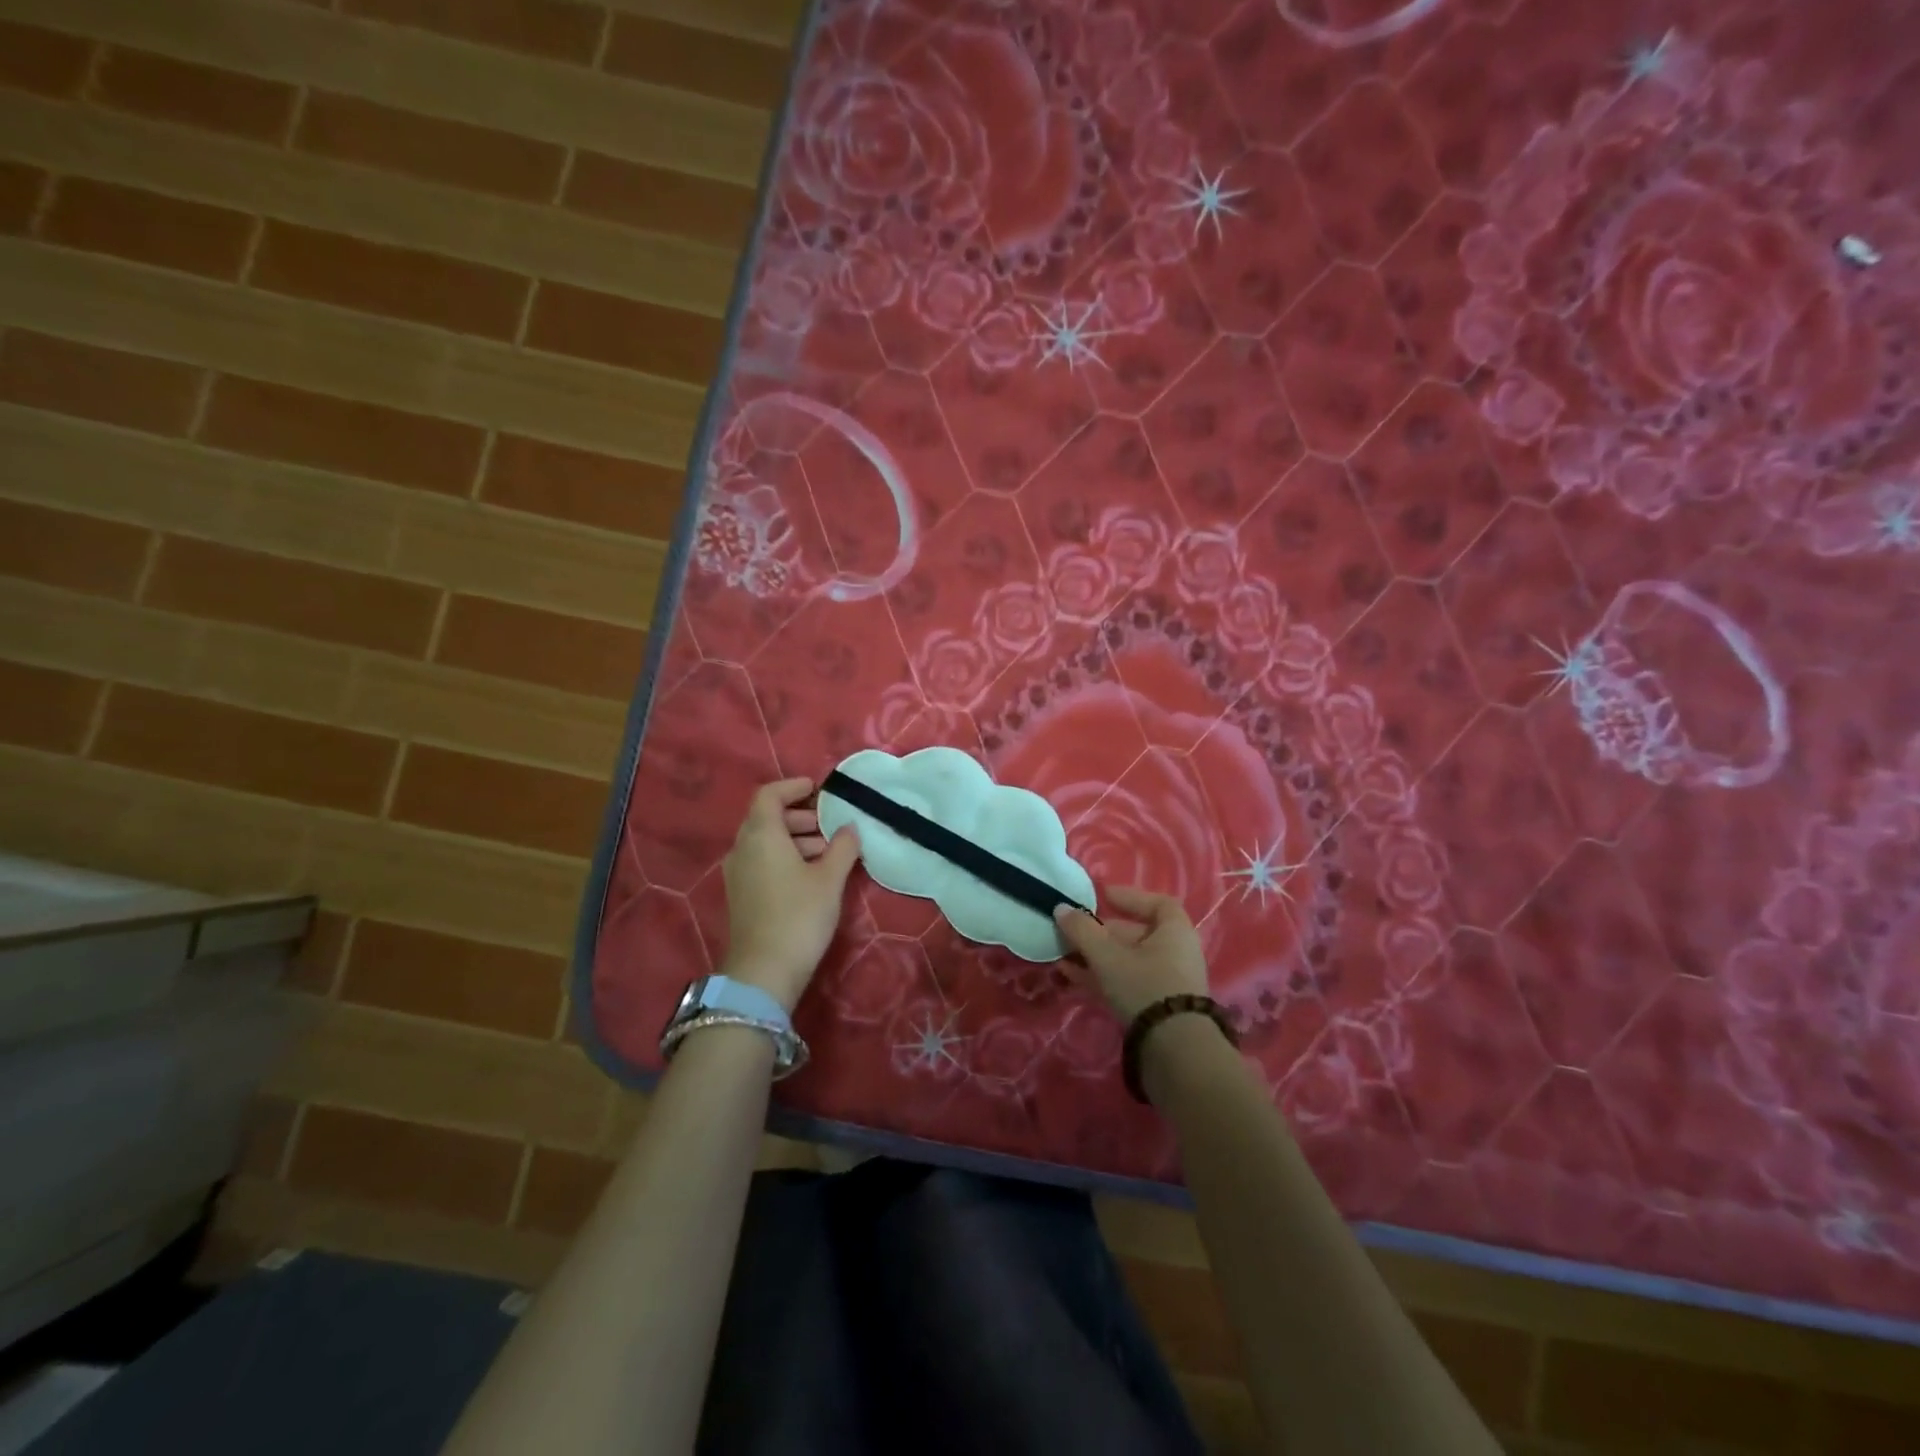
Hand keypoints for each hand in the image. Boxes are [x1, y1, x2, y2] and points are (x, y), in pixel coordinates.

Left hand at [720, 778, 860, 1012]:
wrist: (764, 973)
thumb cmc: (799, 916)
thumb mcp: (830, 879)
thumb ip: (843, 847)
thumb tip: (850, 827)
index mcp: (760, 835)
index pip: (769, 795)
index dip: (794, 787)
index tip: (819, 789)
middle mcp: (742, 848)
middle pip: (767, 818)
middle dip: (800, 816)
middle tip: (830, 825)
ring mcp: (738, 873)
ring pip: (765, 842)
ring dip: (795, 839)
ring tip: (829, 852)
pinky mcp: (741, 895)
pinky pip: (762, 861)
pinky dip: (785, 857)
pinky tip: (812, 875)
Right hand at [1054, 885, 1208, 1022]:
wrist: (1174, 1049)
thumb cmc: (1144, 985)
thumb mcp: (1107, 956)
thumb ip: (1082, 931)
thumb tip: (1061, 908)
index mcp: (1174, 932)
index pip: (1157, 904)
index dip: (1130, 897)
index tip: (1103, 897)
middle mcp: (1175, 953)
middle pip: (1135, 934)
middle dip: (1100, 932)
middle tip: (1072, 932)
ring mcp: (1167, 982)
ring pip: (1127, 961)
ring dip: (1095, 956)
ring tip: (1063, 956)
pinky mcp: (1156, 1007)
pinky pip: (1126, 982)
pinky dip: (1101, 977)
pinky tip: (1071, 977)